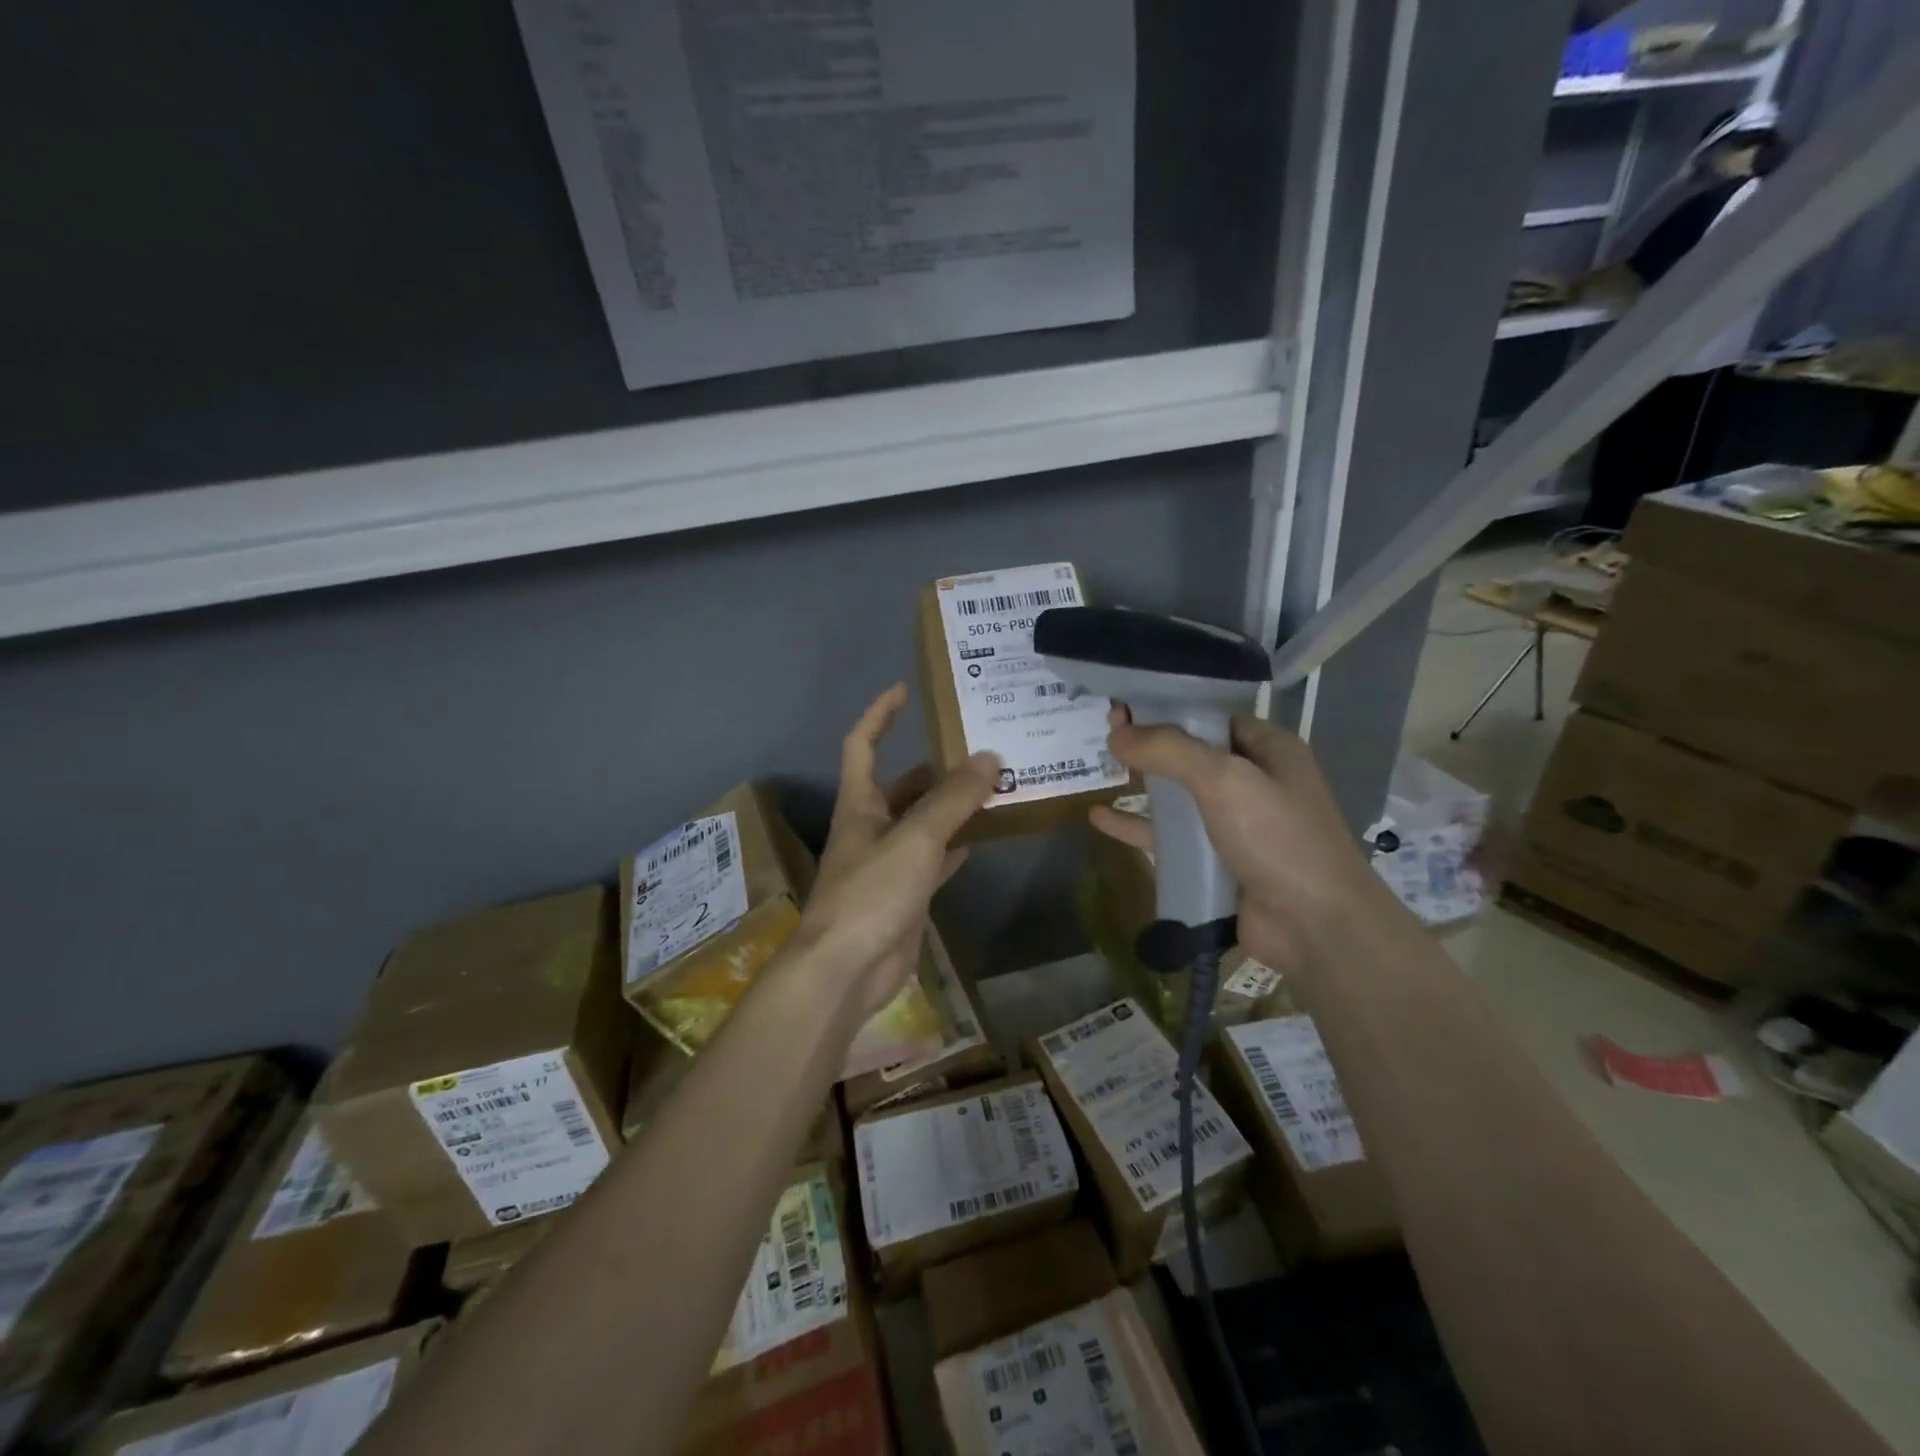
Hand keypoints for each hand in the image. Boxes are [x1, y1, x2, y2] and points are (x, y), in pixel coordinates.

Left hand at [794, 685, 999, 1018]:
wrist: (847, 969)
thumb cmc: (871, 893)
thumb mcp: (915, 839)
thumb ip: (953, 799)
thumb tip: (990, 757)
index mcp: (859, 805)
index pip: (862, 745)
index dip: (880, 715)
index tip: (905, 690)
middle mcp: (870, 828)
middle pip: (901, 786)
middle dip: (935, 768)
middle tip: (980, 751)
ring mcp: (887, 864)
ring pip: (922, 823)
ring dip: (950, 808)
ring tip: (992, 789)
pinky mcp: (904, 895)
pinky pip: (933, 861)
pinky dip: (954, 848)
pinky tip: (979, 840)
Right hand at [1088, 707, 1379, 976]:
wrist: (1316, 927)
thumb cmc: (1278, 838)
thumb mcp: (1225, 780)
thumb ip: (1169, 751)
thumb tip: (1117, 734)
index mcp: (1269, 749)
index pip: (1211, 716)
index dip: (1167, 708)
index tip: (1123, 706)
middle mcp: (1256, 781)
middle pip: (1192, 753)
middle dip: (1150, 743)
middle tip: (1104, 732)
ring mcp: (1238, 824)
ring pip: (1181, 796)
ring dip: (1143, 784)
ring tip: (1099, 768)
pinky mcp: (1220, 861)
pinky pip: (1173, 837)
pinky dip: (1139, 826)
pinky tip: (1100, 819)